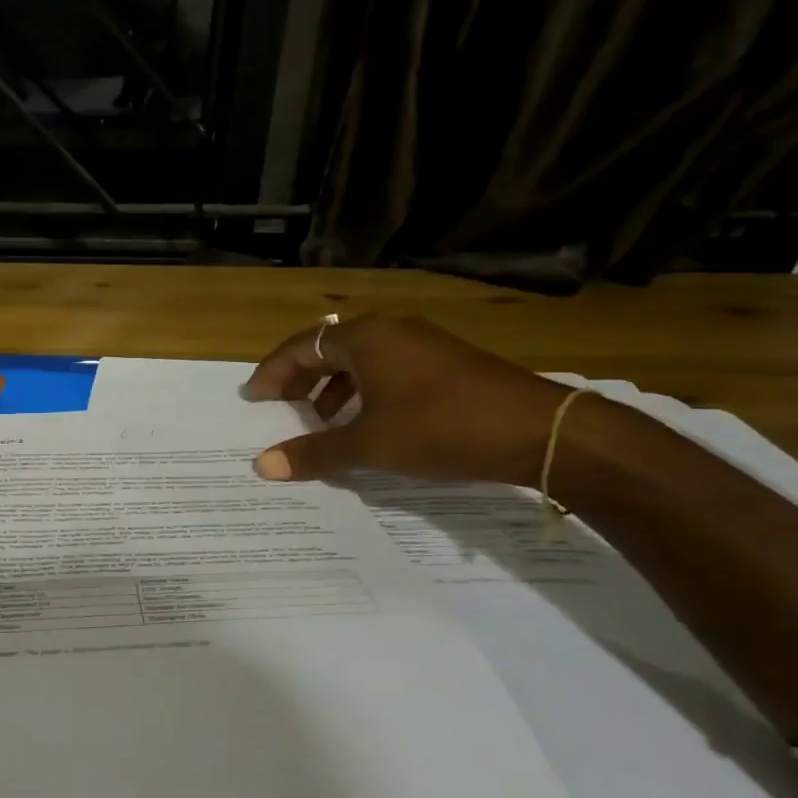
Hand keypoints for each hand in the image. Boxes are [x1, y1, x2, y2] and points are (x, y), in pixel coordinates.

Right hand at [244, 315, 569, 485]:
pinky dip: (364, 392)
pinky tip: (367, 423)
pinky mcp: (446, 363)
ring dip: (332, 388)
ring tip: (320, 422)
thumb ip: (314, 453)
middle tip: (279, 409)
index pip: (300, 347)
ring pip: (359, 360)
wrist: (543, 431)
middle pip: (327, 349)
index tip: (254, 399)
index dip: (272, 373)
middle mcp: (390, 330)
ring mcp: (422, 344)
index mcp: (365, 337)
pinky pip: (387, 370)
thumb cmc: (442, 428)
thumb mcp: (371, 445)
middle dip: (300, 380)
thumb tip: (262, 466)